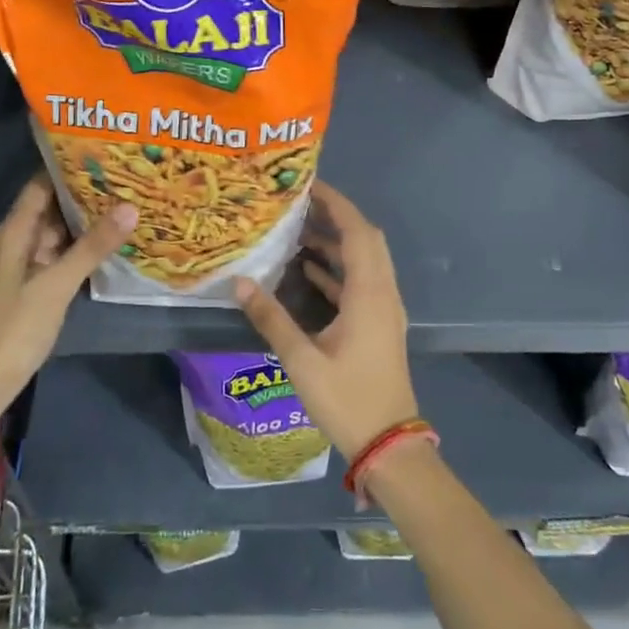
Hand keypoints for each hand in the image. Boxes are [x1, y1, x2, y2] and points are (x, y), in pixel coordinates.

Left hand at [0, 176, 134, 446]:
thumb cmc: (13, 328)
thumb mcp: (56, 284)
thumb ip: (93, 246)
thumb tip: (130, 206)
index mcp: (14, 232)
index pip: (41, 184)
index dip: (69, 166)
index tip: (105, 152)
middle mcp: (16, 242)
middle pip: (52, 207)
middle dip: (86, 194)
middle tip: (128, 178)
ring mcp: (23, 266)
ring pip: (57, 234)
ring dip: (86, 223)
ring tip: (127, 205)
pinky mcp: (31, 288)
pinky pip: (58, 257)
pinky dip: (81, 249)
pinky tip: (109, 246)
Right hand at [232, 182, 418, 457]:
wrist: (389, 445)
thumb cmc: (347, 399)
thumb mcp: (302, 360)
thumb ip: (271, 318)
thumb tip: (240, 283)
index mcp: (369, 293)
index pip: (357, 232)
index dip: (336, 203)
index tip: (310, 184)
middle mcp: (383, 292)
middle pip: (366, 239)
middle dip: (336, 217)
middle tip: (300, 204)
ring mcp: (385, 309)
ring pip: (365, 260)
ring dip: (336, 243)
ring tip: (297, 232)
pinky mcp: (380, 325)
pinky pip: (362, 281)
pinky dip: (338, 269)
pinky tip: (308, 271)